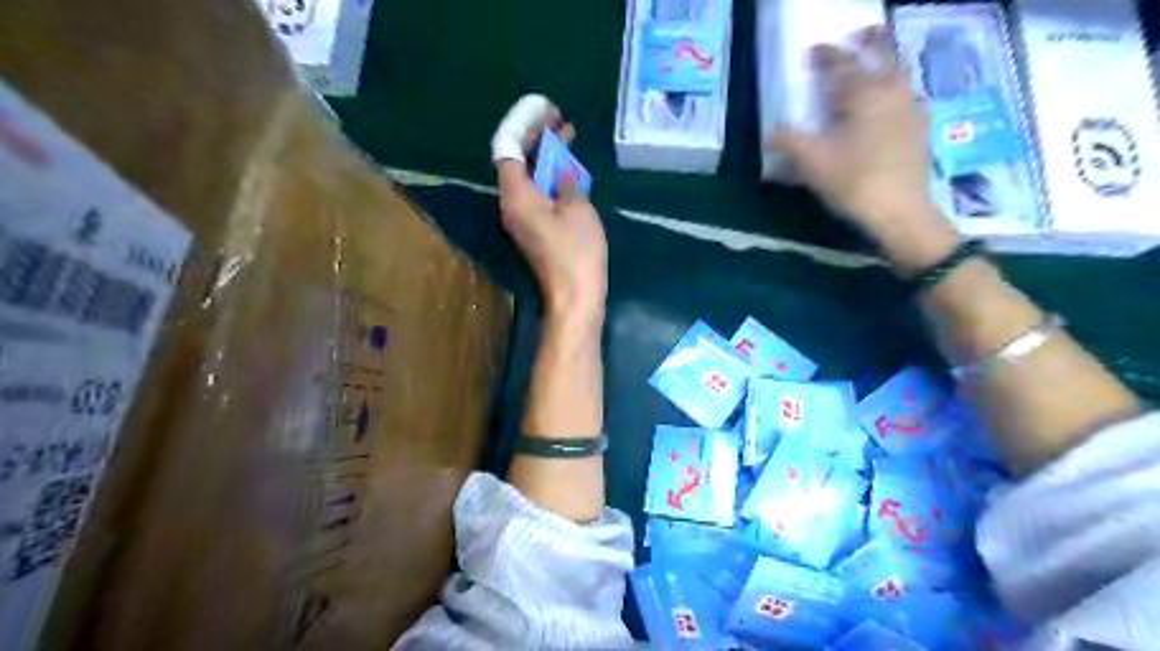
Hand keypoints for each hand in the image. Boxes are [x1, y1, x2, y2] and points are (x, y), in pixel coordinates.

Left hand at [495, 113, 606, 322]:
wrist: (574, 295)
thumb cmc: (576, 251)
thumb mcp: (577, 208)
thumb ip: (567, 181)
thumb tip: (562, 172)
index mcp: (517, 195)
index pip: (508, 149)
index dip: (523, 126)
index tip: (545, 111)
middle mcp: (512, 205)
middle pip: (517, 161)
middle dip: (536, 138)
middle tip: (560, 120)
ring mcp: (522, 219)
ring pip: (528, 178)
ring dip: (545, 156)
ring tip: (567, 136)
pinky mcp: (534, 230)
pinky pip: (536, 194)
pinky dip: (549, 177)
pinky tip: (568, 170)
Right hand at [769, 24, 956, 261]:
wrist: (900, 212)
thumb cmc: (854, 182)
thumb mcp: (812, 164)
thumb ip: (789, 142)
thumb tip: (771, 133)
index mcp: (863, 95)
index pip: (841, 66)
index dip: (825, 56)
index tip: (813, 49)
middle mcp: (891, 94)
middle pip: (884, 57)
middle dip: (871, 42)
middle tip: (861, 33)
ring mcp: (910, 111)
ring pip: (900, 77)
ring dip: (887, 65)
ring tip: (876, 67)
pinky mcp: (920, 132)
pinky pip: (909, 99)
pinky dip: (898, 92)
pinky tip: (892, 105)